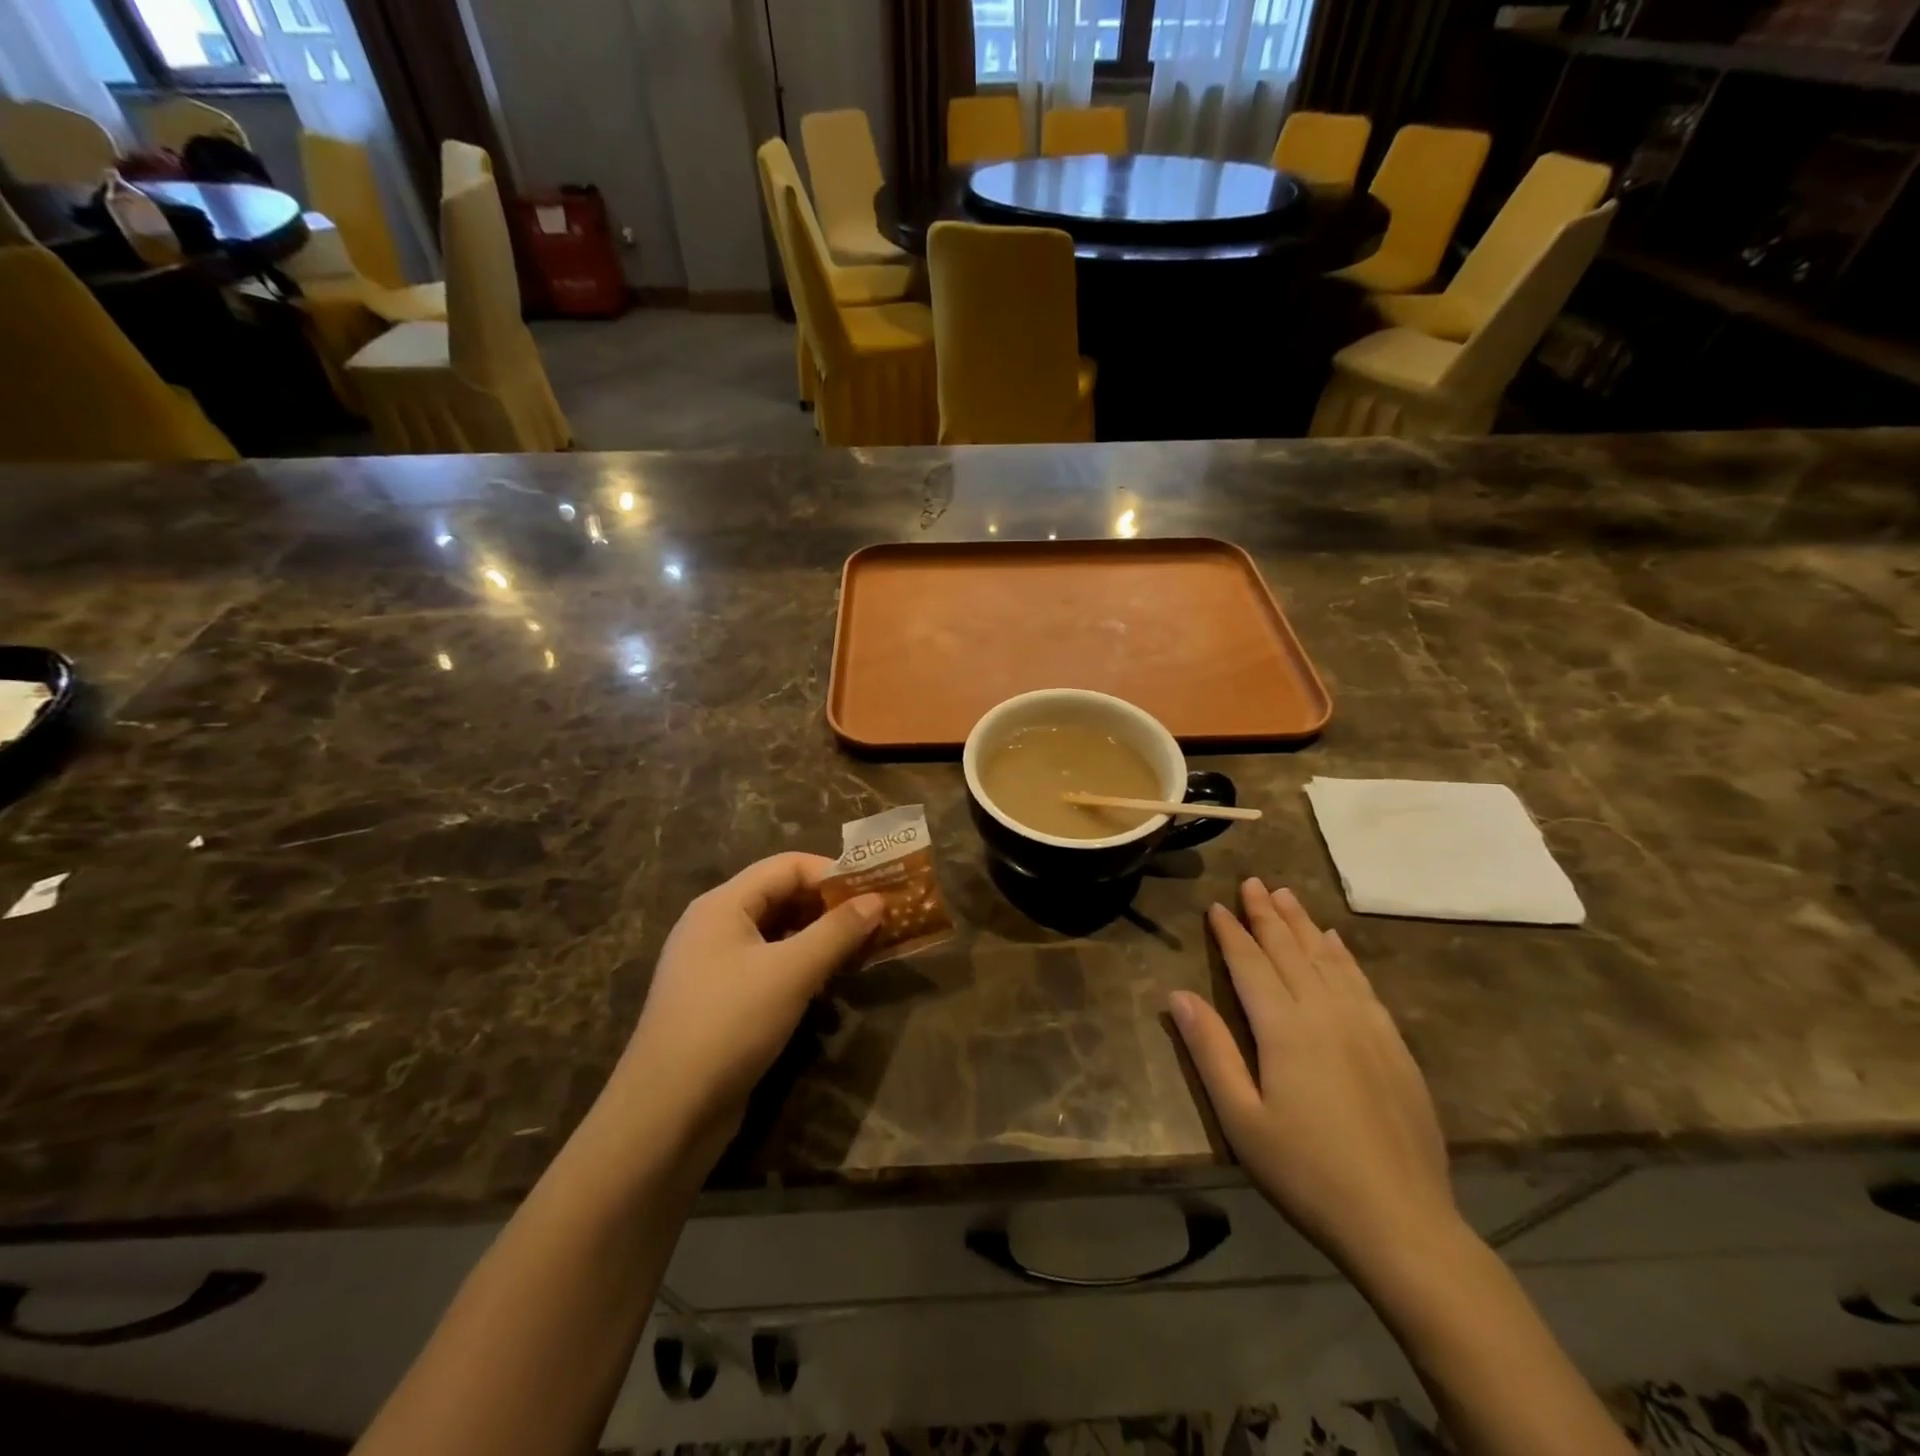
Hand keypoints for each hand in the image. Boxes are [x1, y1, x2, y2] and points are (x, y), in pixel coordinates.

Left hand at [611, 853, 883, 1160]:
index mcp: (723, 904)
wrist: (666, 1114)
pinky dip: (800, 967)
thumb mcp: (792, 972)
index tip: (876, 889)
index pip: (786, 866)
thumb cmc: (730, 1024)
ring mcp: (714, 966)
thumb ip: (837, 931)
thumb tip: (876, 899)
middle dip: (829, 905)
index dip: (833, 872)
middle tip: (877, 919)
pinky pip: (768, 966)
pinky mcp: (720, 1001)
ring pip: (776, 934)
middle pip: (781, 896)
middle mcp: (714, 926)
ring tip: (861, 949)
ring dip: (819, 938)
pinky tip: (828, 985)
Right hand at [1169, 880, 1459, 1277]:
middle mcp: (1325, 1013)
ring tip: (1286, 895)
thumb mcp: (1241, 1119)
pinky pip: (1361, 983)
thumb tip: (1177, 995)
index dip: (1231, 933)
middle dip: (1267, 914)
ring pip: (1327, 959)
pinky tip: (1335, 942)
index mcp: (1284, 1029)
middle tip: (1252, 882)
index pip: (1251, 964)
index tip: (1216, 905)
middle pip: (1290, 951)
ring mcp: (1365, 1026)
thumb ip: (1210, 1051)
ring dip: (1302, 924)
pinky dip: (1343, 956)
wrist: (1402, 1223)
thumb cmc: (1306, 1173)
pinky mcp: (1393, 1045)